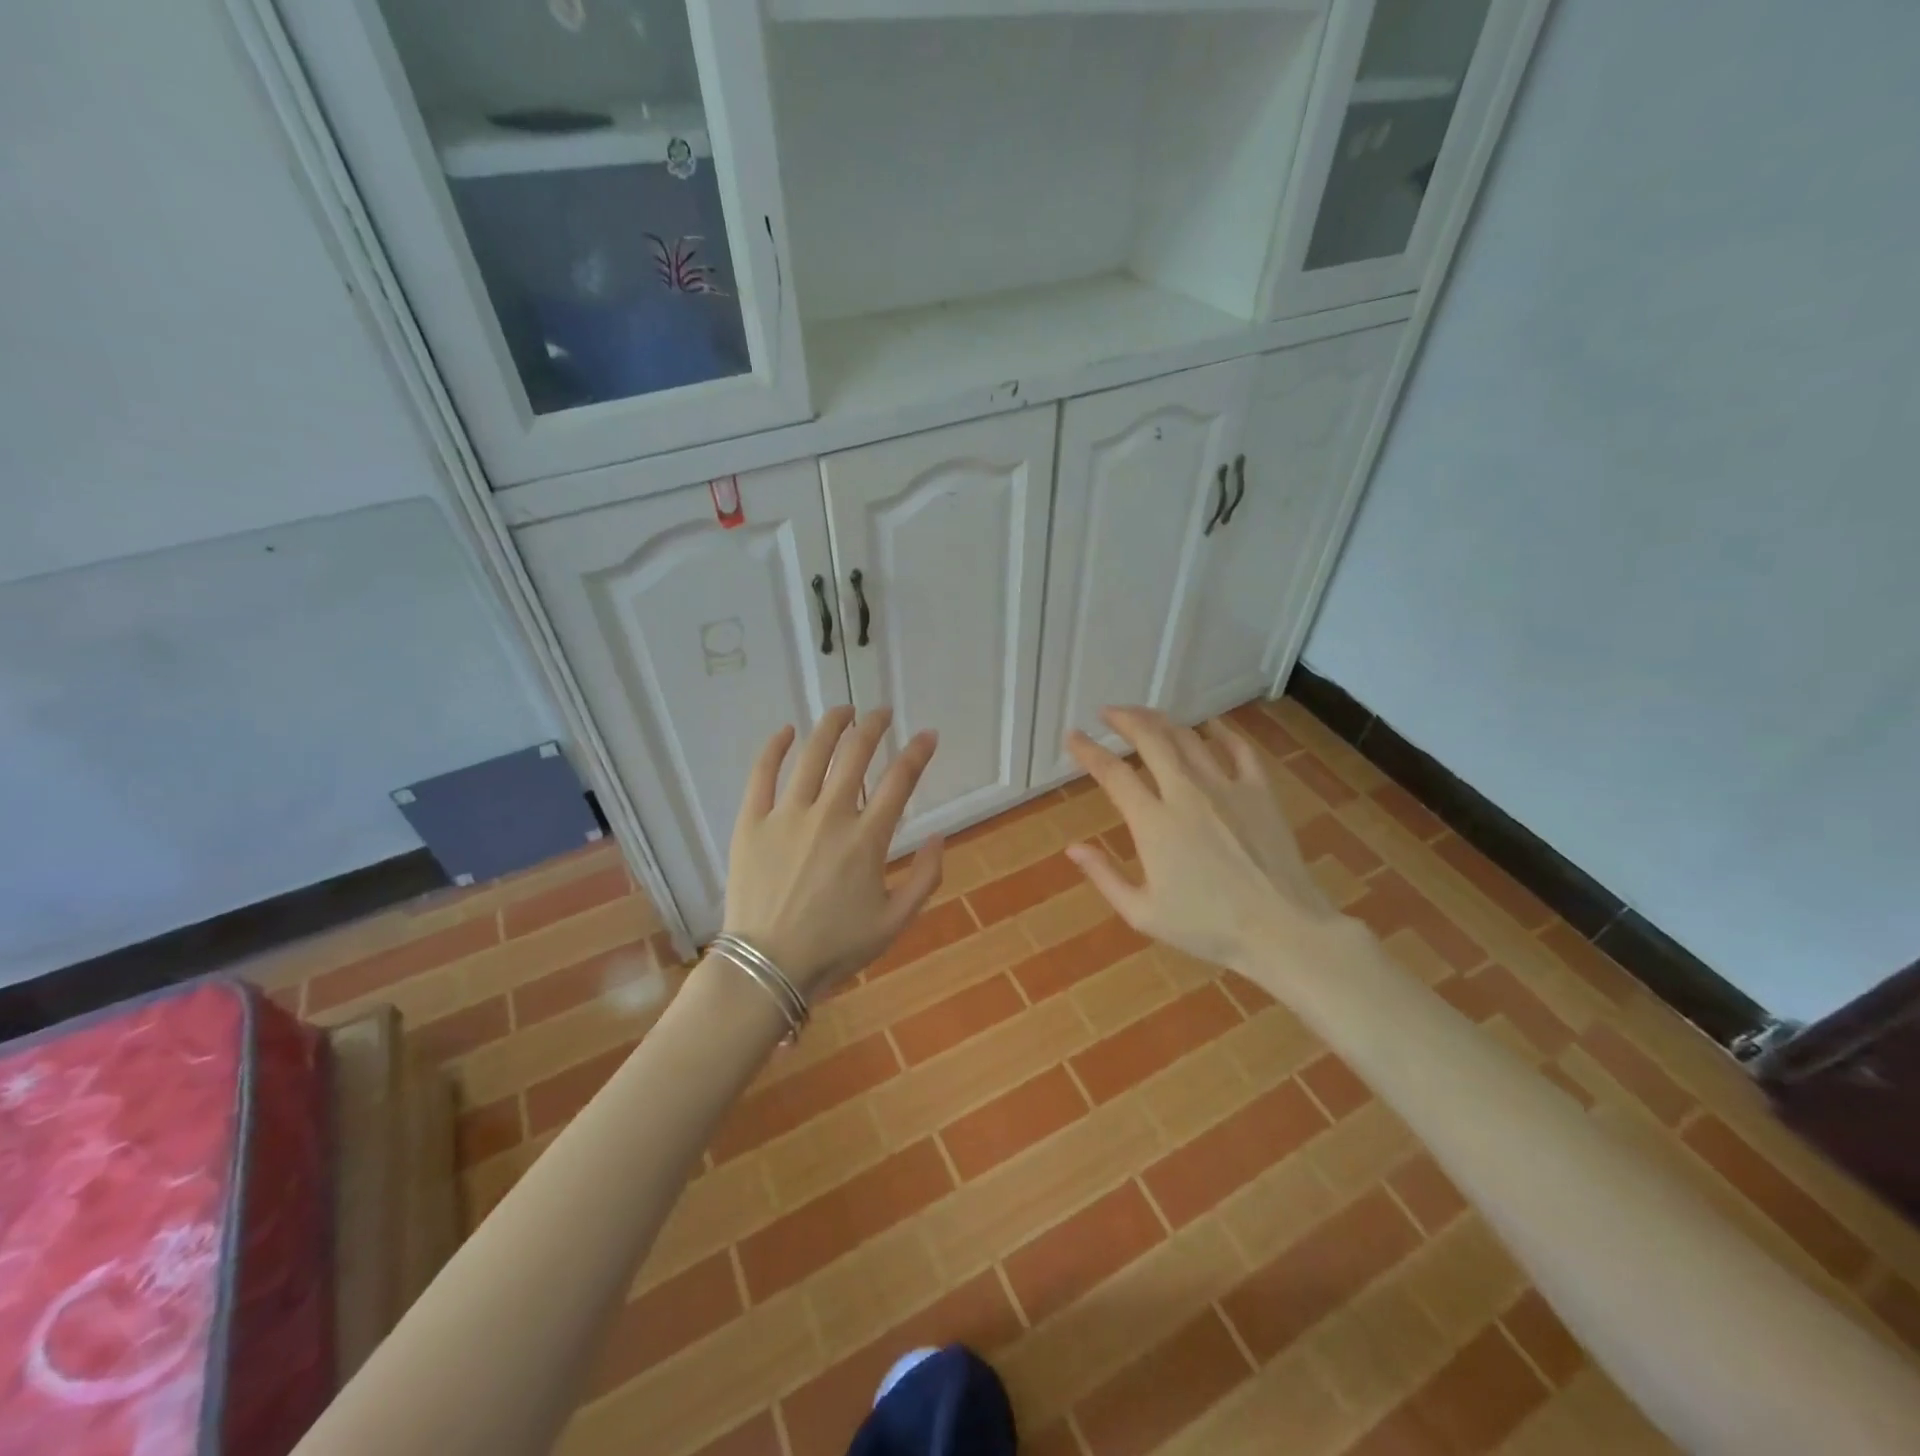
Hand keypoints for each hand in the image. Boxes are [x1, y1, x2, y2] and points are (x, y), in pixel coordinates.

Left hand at [722, 707, 942, 997]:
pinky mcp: (752, 822)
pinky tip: (786, 731)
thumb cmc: (835, 947)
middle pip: (855, 755)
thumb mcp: (895, 922)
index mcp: (866, 839)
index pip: (899, 781)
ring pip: (812, 755)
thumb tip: (939, 837)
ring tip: (844, 710)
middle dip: (874, 726)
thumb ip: (925, 878)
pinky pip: (762, 774)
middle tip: (882, 713)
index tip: (928, 735)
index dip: (918, 752)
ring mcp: (787, 815)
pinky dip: (775, 747)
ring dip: (831, 726)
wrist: (768, 966)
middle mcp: (830, 815)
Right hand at [1063, 707, 1344, 973]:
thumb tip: (1073, 848)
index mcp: (1153, 823)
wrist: (1282, 930)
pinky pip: (1238, 749)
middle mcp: (1186, 793)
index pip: (1113, 773)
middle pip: (1150, 739)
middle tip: (1109, 712)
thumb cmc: (1207, 927)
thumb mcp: (1142, 913)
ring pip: (1188, 738)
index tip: (1073, 736)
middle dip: (1124, 719)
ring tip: (1146, 716)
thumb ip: (1104, 876)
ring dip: (1162, 721)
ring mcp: (1226, 787)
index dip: (1088, 751)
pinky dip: (1221, 732)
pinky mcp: (1259, 792)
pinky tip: (1210, 725)